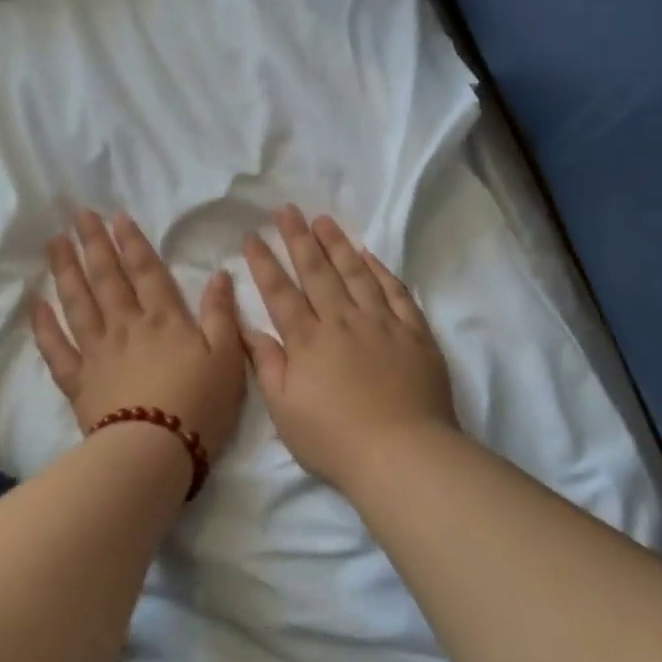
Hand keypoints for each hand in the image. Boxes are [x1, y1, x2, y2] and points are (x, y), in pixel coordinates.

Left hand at [33, 211, 247, 460]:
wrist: (155, 450)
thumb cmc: (200, 404)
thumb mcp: (228, 357)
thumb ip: (221, 314)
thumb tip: (220, 275)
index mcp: (165, 319)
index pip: (146, 271)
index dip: (132, 243)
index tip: (116, 217)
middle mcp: (126, 326)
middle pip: (107, 278)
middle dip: (94, 244)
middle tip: (79, 216)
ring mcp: (97, 352)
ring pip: (78, 303)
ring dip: (66, 271)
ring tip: (56, 243)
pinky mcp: (79, 380)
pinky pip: (56, 348)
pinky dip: (44, 326)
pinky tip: (36, 304)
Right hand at [242, 207, 458, 490]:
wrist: (402, 452)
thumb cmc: (335, 439)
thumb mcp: (285, 410)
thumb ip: (267, 364)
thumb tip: (247, 328)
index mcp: (308, 341)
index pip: (281, 293)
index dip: (264, 263)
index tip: (253, 236)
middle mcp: (342, 321)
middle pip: (317, 272)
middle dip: (298, 238)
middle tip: (287, 209)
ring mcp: (381, 323)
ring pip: (356, 273)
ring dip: (338, 244)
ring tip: (324, 220)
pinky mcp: (414, 332)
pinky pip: (396, 292)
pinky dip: (382, 271)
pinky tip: (371, 255)